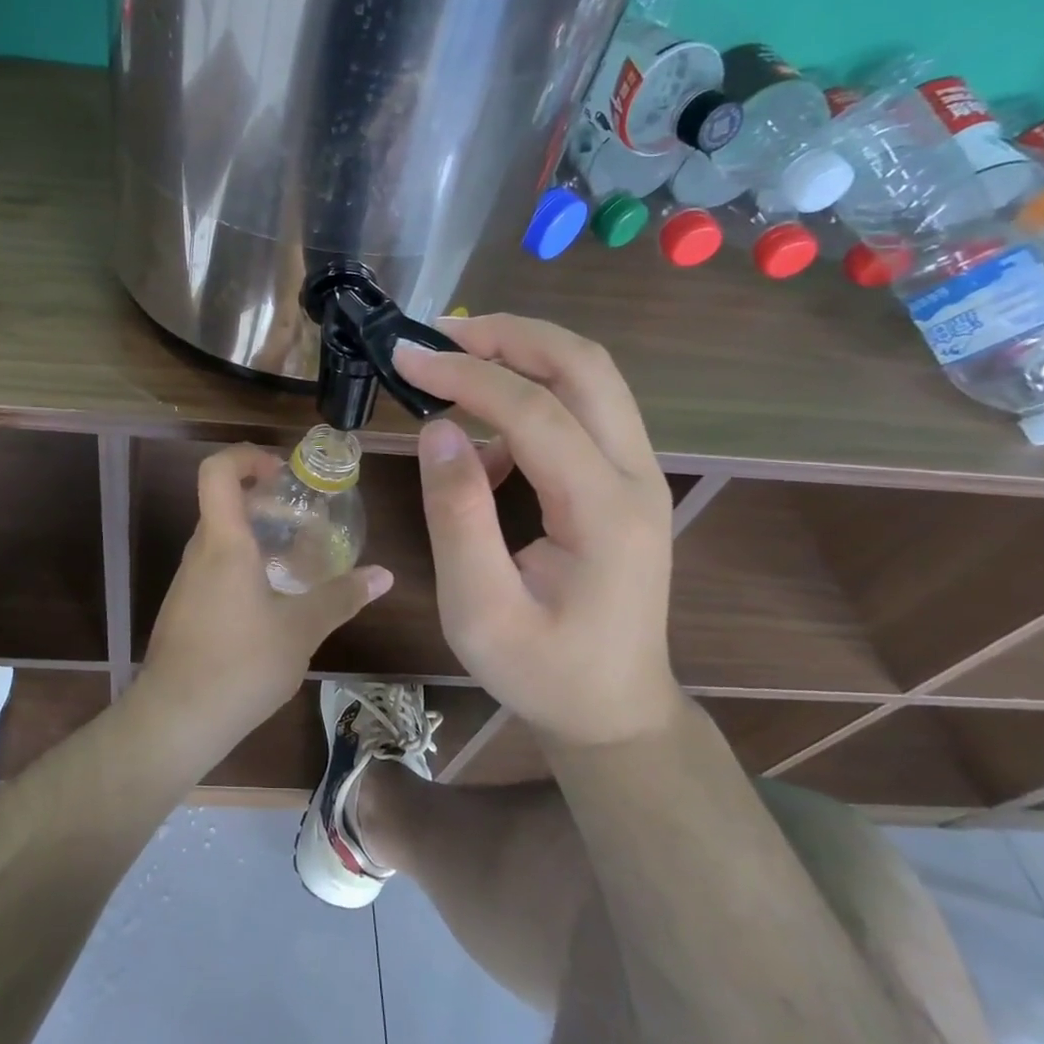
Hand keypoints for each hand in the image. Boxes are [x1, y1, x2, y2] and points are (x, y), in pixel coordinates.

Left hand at [141, 445, 392, 739]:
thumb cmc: (240, 665)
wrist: (175, 719)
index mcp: (224, 543)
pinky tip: (273, 602)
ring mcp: (187, 581)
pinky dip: (244, 567)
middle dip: (265, 502)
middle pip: (223, 503)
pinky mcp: (184, 608)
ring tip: (298, 562)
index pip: (217, 471)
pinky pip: (215, 568)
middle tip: (305, 521)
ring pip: (221, 539)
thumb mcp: (301, 630)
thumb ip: (341, 597)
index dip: (247, 457)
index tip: (282, 474)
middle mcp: (199, 553)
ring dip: (257, 538)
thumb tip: (384, 575)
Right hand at [393, 315, 679, 746]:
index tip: (405, 355)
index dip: (466, 374)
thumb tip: (437, 431)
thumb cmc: (543, 672)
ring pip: (590, 380)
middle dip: (510, 335)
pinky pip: (581, 415)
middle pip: (585, 367)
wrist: (613, 711)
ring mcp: (637, 477)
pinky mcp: (623, 484)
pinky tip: (481, 441)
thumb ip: (458, 517)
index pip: (535, 410)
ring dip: (523, 356)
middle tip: (441, 332)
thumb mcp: (479, 610)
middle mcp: (635, 478)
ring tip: (453, 365)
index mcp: (604, 511)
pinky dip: (529, 401)